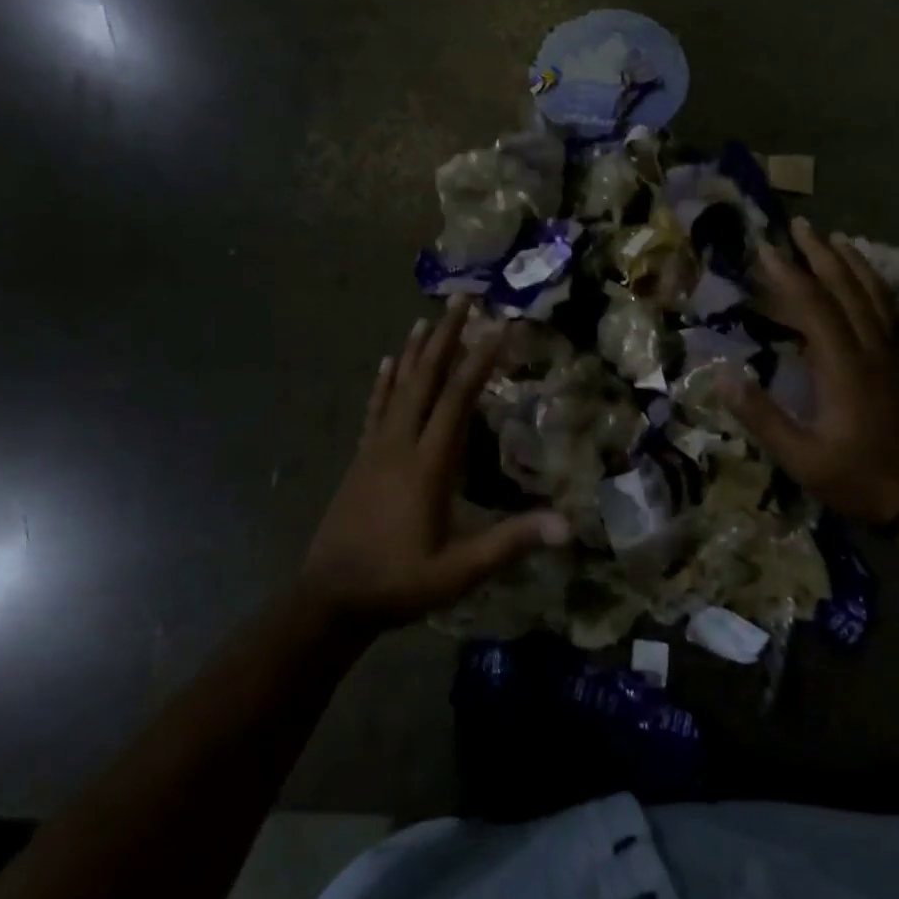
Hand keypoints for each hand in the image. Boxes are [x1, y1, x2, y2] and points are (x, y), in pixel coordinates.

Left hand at [298, 296, 569, 631]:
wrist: (330, 598)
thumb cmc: (399, 582)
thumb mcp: (460, 571)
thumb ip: (511, 543)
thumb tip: (568, 525)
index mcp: (427, 464)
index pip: (457, 399)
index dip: (479, 361)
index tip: (498, 327)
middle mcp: (400, 444)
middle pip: (424, 379)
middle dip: (444, 337)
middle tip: (460, 299)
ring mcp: (375, 448)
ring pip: (397, 387)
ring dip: (414, 351)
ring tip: (426, 318)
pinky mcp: (361, 458)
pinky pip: (374, 408)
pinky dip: (383, 382)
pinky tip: (386, 362)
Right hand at [719, 218, 898, 522]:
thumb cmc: (863, 479)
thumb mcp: (802, 458)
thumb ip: (761, 415)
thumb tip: (720, 375)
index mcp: (843, 365)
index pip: (812, 304)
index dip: (787, 273)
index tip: (766, 249)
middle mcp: (875, 346)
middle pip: (846, 287)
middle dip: (820, 254)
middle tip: (801, 226)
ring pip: (878, 294)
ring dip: (855, 263)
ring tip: (838, 239)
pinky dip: (889, 289)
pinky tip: (884, 282)